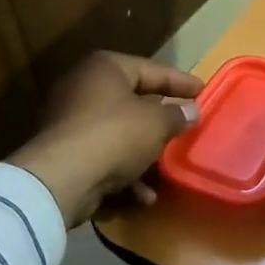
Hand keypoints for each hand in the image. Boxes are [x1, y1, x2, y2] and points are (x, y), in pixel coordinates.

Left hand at [8, 51, 202, 226]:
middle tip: (186, 125)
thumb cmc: (114, 135)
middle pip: (133, 101)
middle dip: (160, 119)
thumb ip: (177, 115)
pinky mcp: (65, 154)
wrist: (61, 179)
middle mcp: (84, 88)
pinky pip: (104, 157)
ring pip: (119, 133)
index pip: (151, 69)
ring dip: (145, 152)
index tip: (203, 90)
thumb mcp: (157, 123)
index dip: (180, 81)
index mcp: (105, 69)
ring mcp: (71, 122)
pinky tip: (144, 195)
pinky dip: (124, 173)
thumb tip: (191, 111)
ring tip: (168, 167)